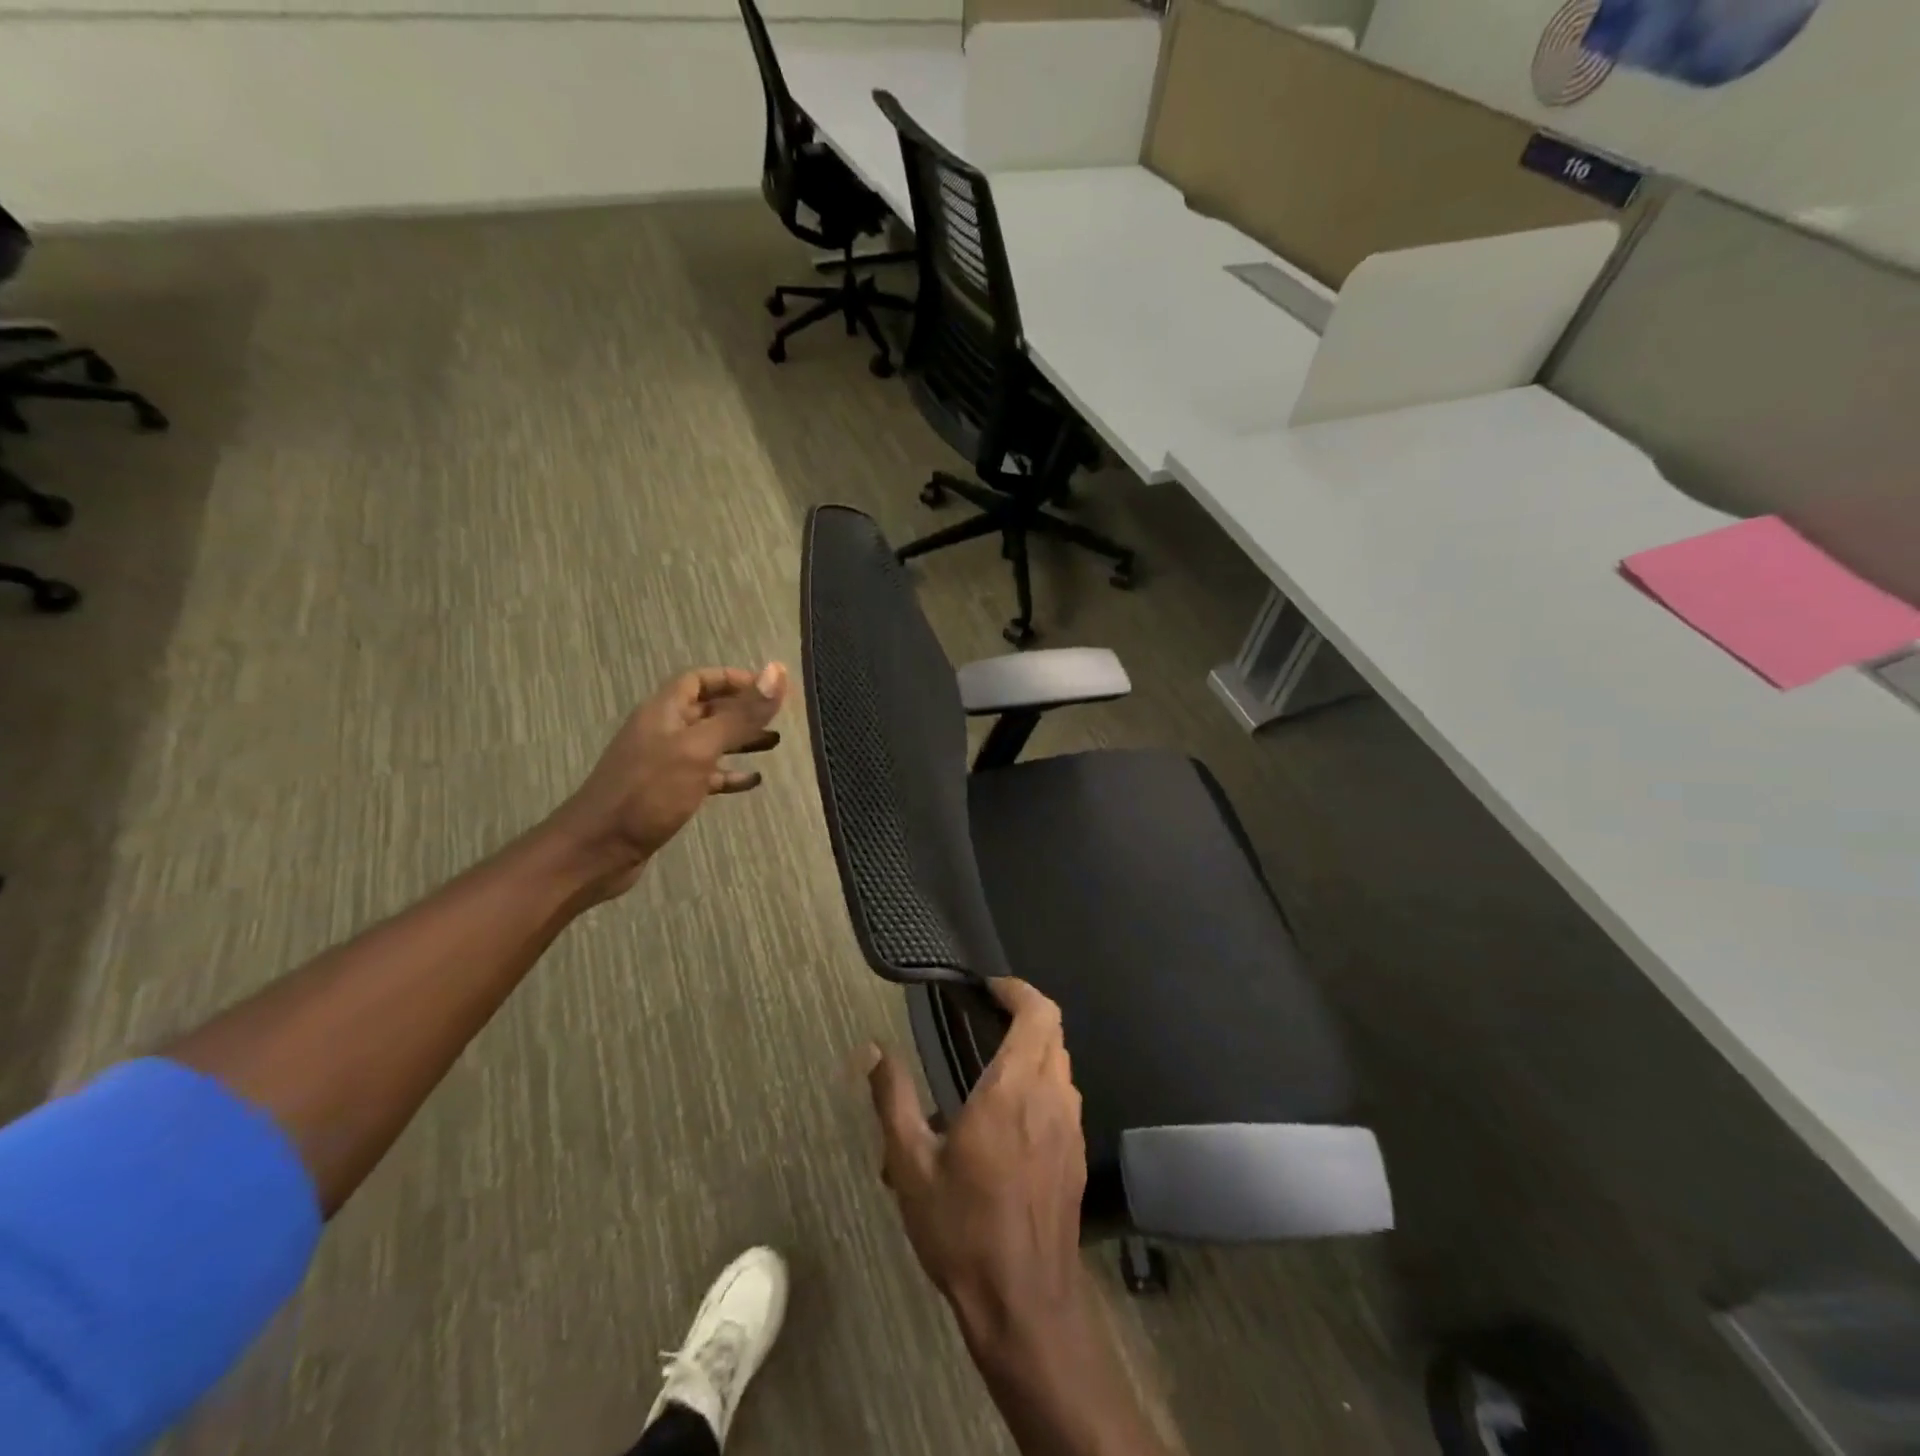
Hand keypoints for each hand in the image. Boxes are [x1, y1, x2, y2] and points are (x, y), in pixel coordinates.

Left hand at [551, 663, 787, 898]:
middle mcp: (663, 731)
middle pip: (707, 710)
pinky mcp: (668, 794)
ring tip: (775, 743)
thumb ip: (739, 715)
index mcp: (664, 711)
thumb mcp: (699, 749)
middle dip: (742, 710)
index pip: (700, 679)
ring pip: (709, 742)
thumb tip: (777, 671)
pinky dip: (730, 775)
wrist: (599, 848)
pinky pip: (705, 776)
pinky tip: (753, 781)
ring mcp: (664, 764)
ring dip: (740, 741)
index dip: (733, 678)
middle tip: (779, 716)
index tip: (768, 687)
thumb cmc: (649, 792)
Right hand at [866, 978, 1088, 1352]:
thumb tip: (874, 1051)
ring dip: (1035, 1048)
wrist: (1024, 1303)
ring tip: (993, 1063)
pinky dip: (1042, 1081)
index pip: (1039, 1013)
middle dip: (1024, 1013)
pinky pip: (1064, 1096)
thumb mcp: (911, 1165)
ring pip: (1062, 1063)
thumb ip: (893, 1099)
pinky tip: (1011, 1114)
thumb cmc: (963, 1228)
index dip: (1018, 990)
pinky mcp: (1077, 1154)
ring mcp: (1071, 1126)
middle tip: (986, 1018)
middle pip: (1053, 1031)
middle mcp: (1051, 1096)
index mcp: (1014, 1088)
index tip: (989, 988)